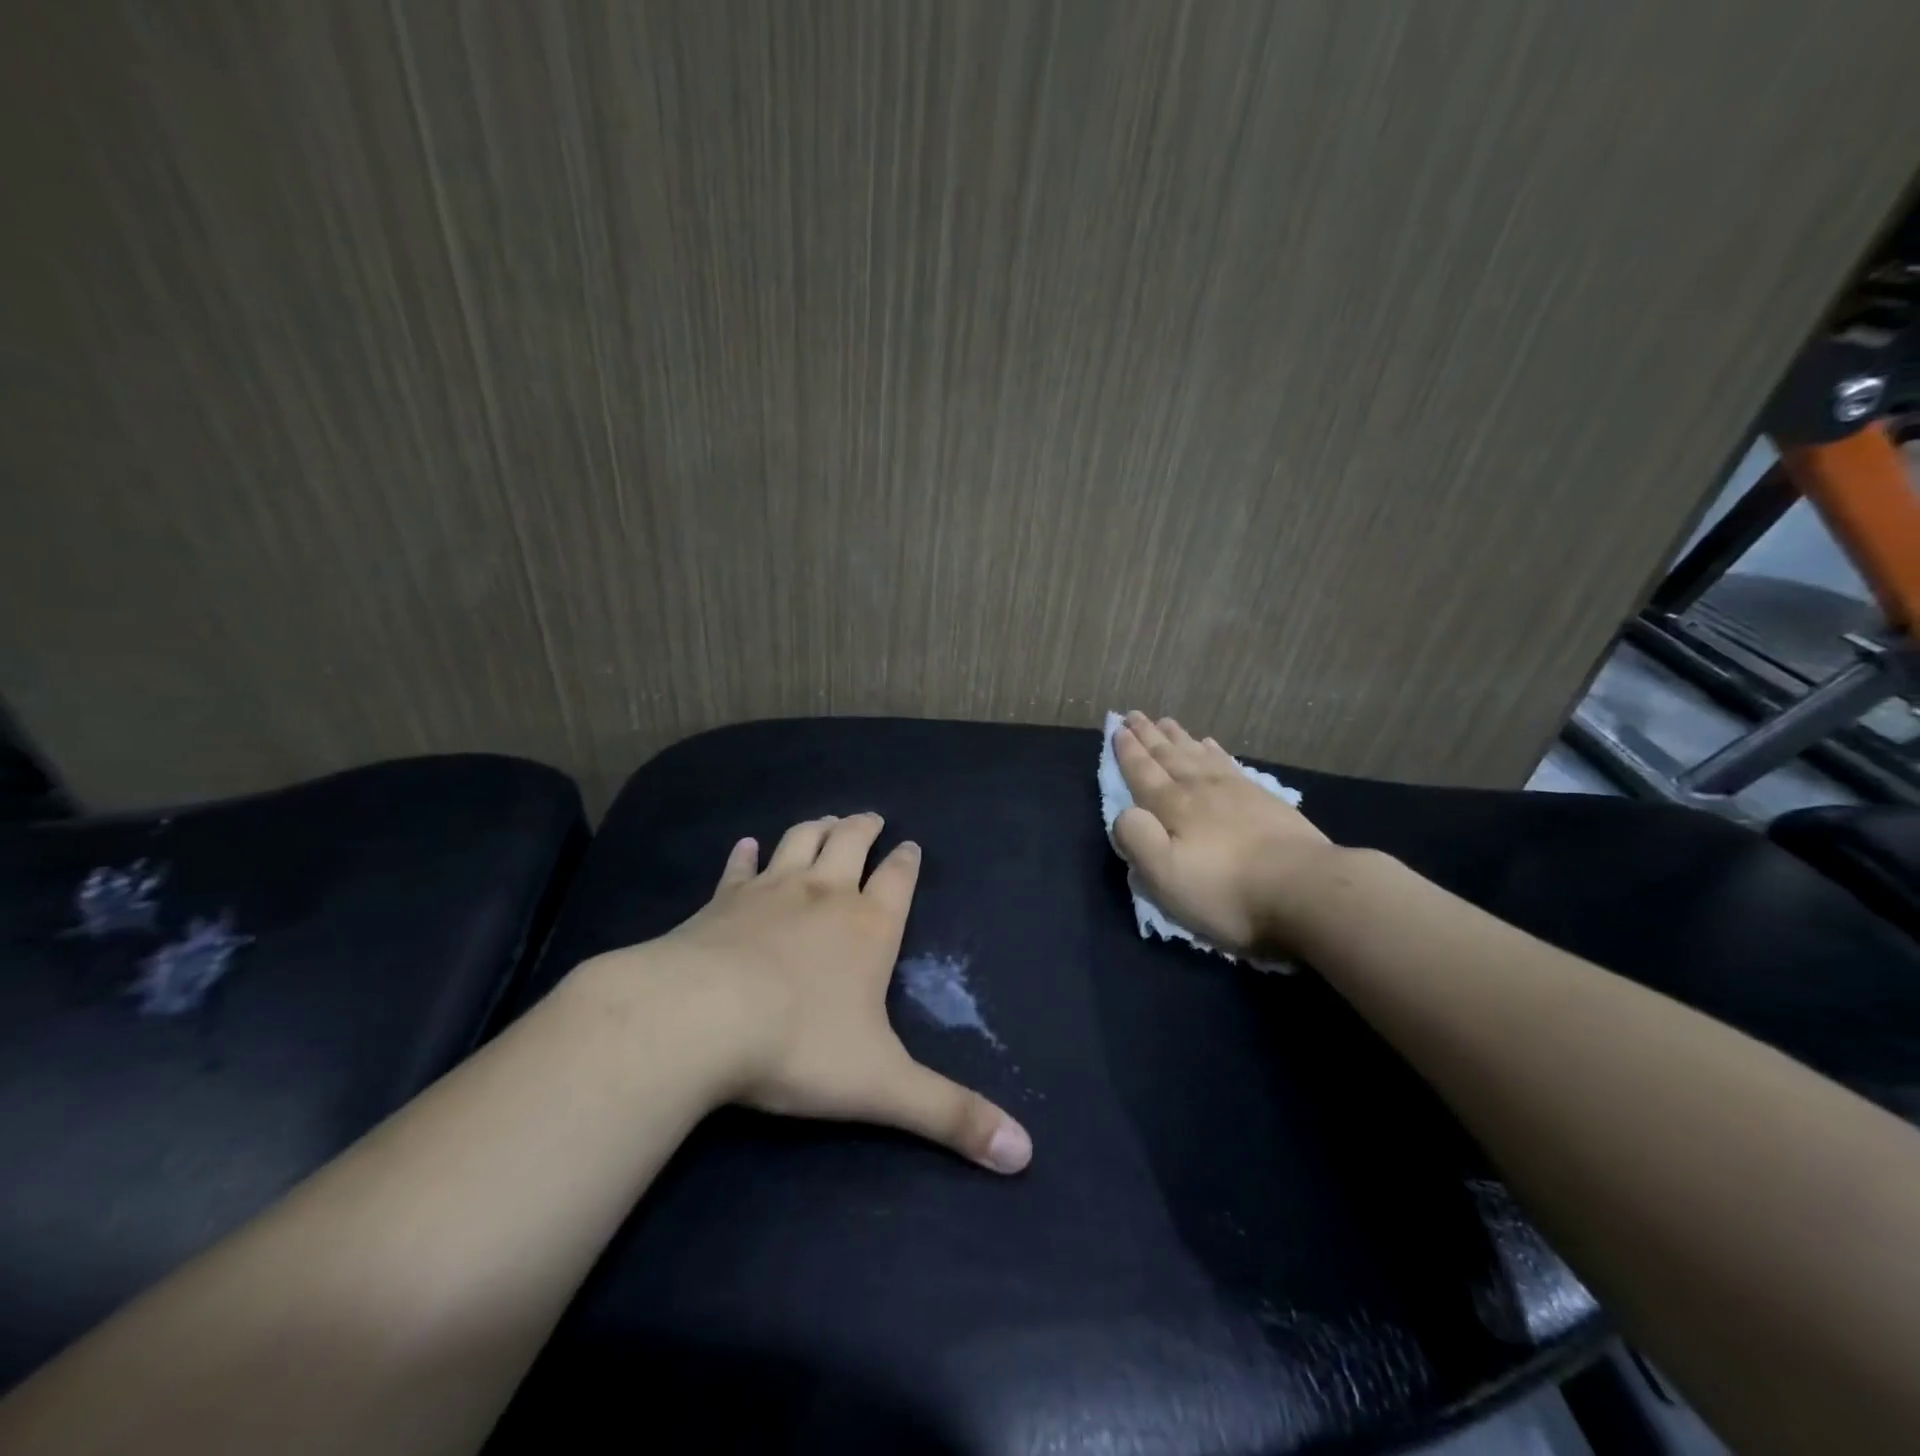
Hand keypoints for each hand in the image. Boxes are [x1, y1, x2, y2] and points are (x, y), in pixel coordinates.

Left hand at [603, 813, 1031, 1173]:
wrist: (696, 1020)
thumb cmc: (798, 1046)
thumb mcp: (883, 1087)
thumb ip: (951, 1115)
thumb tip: (1024, 1153)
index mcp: (868, 927)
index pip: (898, 880)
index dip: (907, 862)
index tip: (911, 845)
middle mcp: (823, 895)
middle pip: (849, 843)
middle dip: (864, 828)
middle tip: (871, 817)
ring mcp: (767, 892)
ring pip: (799, 841)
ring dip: (816, 827)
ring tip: (826, 819)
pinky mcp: (719, 903)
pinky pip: (737, 868)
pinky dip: (744, 854)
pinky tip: (745, 845)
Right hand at [1111, 711, 1336, 953]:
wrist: (1304, 889)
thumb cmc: (1226, 890)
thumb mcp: (1165, 875)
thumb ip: (1137, 839)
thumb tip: (1124, 813)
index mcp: (1172, 807)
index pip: (1143, 772)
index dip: (1128, 752)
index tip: (1117, 729)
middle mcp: (1200, 789)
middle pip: (1168, 756)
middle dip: (1148, 736)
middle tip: (1133, 714)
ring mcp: (1235, 790)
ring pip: (1197, 754)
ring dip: (1177, 737)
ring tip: (1164, 721)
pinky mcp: (1264, 799)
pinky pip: (1228, 763)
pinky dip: (1214, 750)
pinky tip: (1209, 744)